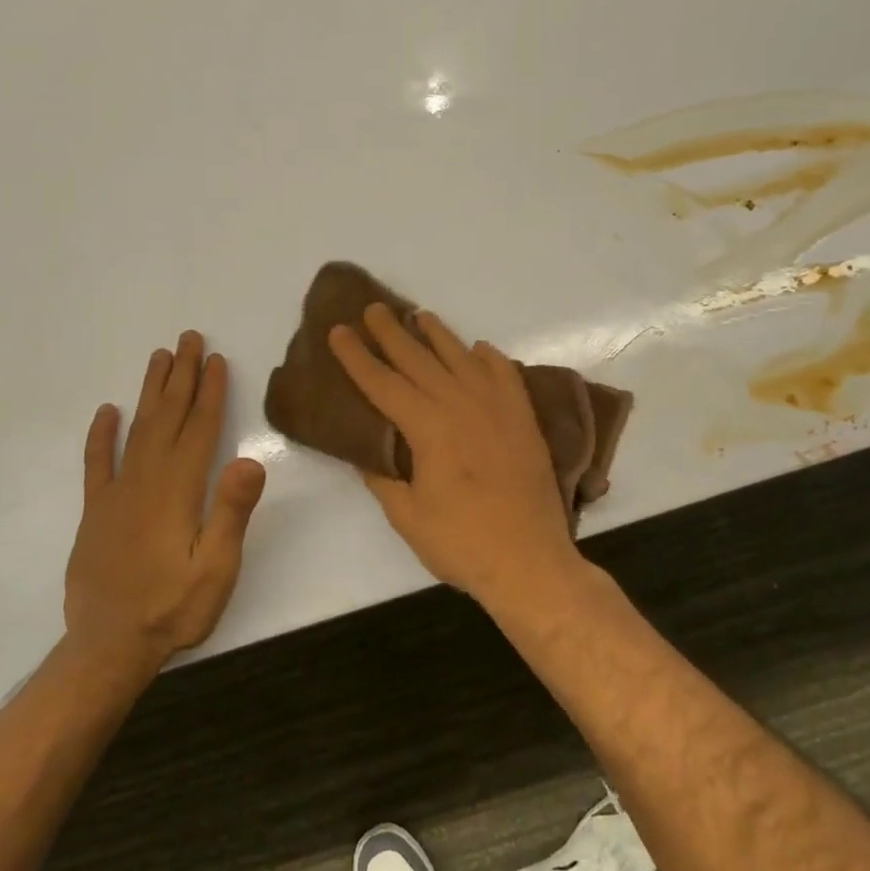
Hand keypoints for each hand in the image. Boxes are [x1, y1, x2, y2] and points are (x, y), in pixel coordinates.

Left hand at [63, 331, 266, 677]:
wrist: (109, 645)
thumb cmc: (173, 608)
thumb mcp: (217, 568)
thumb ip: (231, 512)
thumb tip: (251, 458)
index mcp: (179, 490)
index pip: (198, 429)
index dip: (209, 392)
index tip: (214, 358)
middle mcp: (145, 481)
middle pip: (167, 417)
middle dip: (180, 376)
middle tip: (188, 338)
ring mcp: (116, 494)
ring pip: (136, 430)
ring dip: (149, 392)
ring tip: (158, 358)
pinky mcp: (96, 512)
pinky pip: (97, 463)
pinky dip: (101, 435)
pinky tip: (107, 412)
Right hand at [329, 304, 581, 602]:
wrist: (530, 561)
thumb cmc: (461, 543)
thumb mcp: (407, 516)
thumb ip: (383, 479)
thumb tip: (367, 454)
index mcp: (428, 427)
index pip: (383, 383)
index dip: (358, 357)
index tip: (339, 332)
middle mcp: (462, 405)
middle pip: (420, 360)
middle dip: (392, 333)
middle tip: (374, 309)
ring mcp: (498, 409)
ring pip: (462, 359)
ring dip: (438, 335)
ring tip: (420, 316)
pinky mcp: (524, 420)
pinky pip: (505, 375)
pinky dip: (489, 358)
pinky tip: (479, 349)